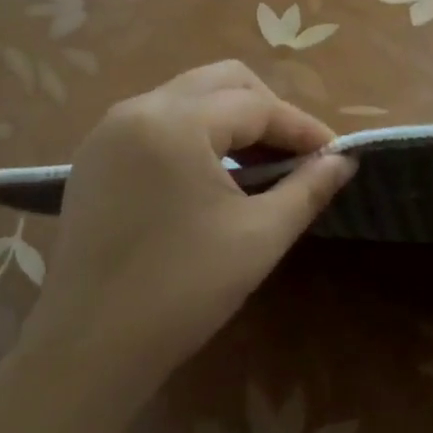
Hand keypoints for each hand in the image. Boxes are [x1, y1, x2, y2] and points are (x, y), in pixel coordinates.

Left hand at [19, 62, 355, 418]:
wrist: (87, 350)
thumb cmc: (182, 291)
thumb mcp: (259, 237)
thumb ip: (308, 188)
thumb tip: (345, 160)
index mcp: (176, 121)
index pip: (256, 105)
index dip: (301, 128)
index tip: (335, 154)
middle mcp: (138, 109)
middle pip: (220, 82)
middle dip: (267, 110)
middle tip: (295, 154)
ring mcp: (109, 130)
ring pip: (187, 97)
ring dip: (230, 119)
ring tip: (259, 165)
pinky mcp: (94, 157)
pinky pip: (158, 121)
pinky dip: (194, 133)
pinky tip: (211, 175)